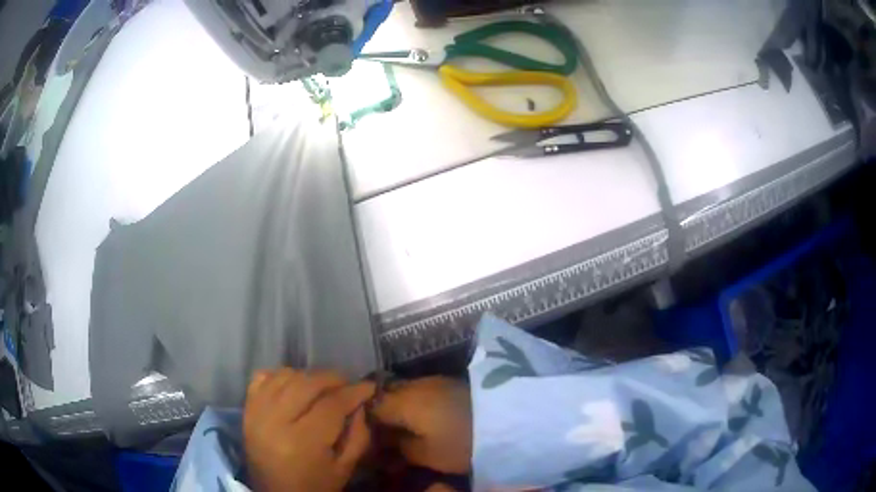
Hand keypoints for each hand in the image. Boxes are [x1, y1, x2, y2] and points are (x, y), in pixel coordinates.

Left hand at [243, 369, 374, 491]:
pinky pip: (262, 378)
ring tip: (323, 387)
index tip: (369, 386)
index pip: (331, 405)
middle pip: (307, 384)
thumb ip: (358, 435)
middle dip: (333, 379)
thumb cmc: (315, 485)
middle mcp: (274, 422)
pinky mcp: (246, 410)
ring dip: (308, 376)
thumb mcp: (345, 467)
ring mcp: (256, 413)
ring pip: (285, 376)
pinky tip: (294, 386)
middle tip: (348, 385)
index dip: (354, 392)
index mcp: (302, 442)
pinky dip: (280, 376)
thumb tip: (360, 403)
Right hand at [372, 377, 471, 474]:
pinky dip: (417, 403)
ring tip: (406, 427)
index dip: (367, 422)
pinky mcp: (450, 381)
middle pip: (386, 394)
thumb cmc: (461, 442)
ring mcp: (433, 380)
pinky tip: (425, 417)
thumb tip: (386, 440)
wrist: (507, 421)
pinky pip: (422, 390)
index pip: (370, 406)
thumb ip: (399, 446)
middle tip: (388, 433)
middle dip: (383, 412)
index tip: (372, 437)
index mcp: (401, 401)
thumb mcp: (426, 455)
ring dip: (401, 406)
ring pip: (405, 390)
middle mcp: (413, 384)